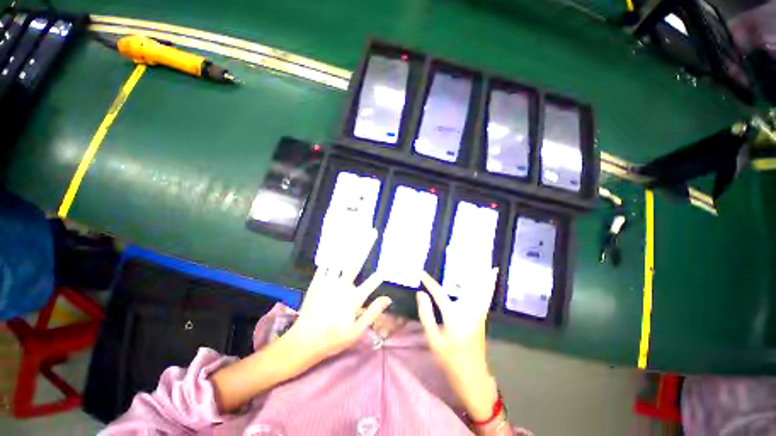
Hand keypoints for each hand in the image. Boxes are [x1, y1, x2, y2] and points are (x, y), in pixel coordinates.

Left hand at [285, 227, 390, 367]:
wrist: (304, 341)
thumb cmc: (333, 338)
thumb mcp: (356, 331)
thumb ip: (372, 313)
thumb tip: (388, 298)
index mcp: (353, 299)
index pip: (371, 283)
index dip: (380, 275)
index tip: (387, 267)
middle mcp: (342, 287)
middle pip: (356, 263)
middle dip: (365, 246)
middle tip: (372, 233)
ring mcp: (328, 283)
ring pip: (340, 259)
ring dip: (348, 245)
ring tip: (355, 231)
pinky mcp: (316, 282)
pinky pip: (325, 265)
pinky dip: (331, 254)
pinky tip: (335, 244)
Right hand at [416, 268, 499, 421]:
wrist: (472, 377)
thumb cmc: (449, 359)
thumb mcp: (432, 339)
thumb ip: (426, 314)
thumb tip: (421, 294)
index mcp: (454, 317)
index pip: (439, 294)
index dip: (429, 282)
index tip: (421, 273)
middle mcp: (469, 312)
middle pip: (473, 288)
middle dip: (475, 273)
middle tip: (475, 257)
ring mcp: (479, 315)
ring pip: (484, 293)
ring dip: (487, 279)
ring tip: (491, 267)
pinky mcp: (482, 319)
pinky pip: (486, 299)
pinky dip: (489, 288)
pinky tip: (489, 283)